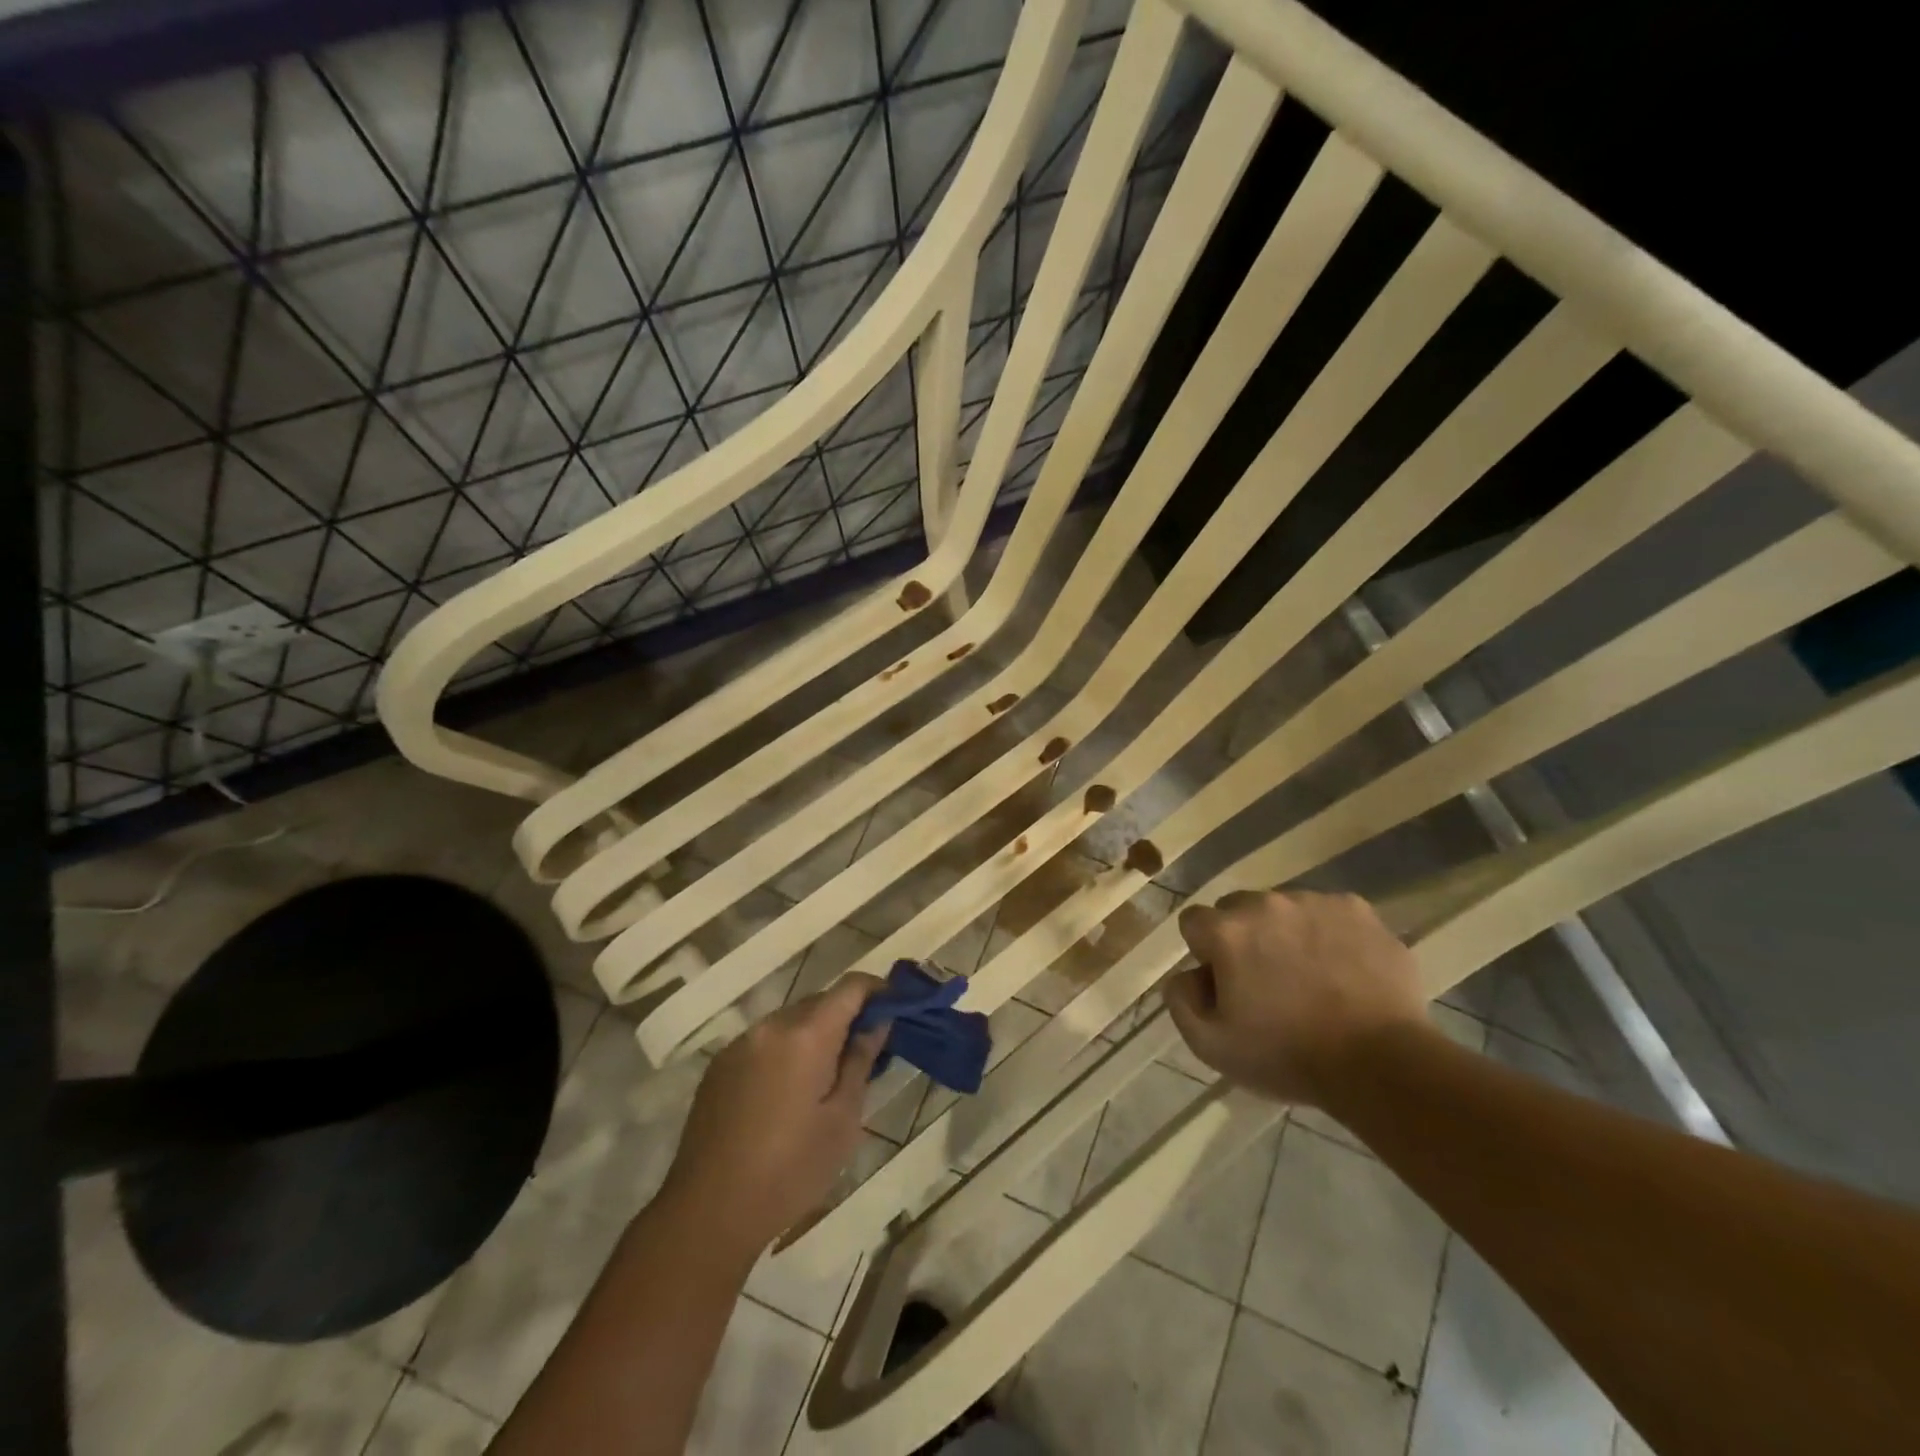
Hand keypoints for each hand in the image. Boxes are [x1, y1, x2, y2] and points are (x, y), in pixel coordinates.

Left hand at [660, 975, 888, 1257]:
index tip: (895, 1009)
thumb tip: (877, 1023)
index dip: (877, 990)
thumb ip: (861, 1061)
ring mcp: (740, 1043)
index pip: (851, 987)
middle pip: (820, 1001)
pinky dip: (786, 1049)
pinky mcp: (720, 1065)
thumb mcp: (842, 1121)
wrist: (708, 1213)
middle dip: (847, 1016)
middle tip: (866, 1050)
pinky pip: (765, 1041)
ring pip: (791, 1020)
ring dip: (815, 1033)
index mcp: (806, 1035)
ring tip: (827, 1075)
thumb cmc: (790, 1171)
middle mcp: (771, 1026)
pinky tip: (788, 1091)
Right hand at [1163, 889, 1427, 1105]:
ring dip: (1285, 933)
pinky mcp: (1357, 909)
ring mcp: (1314, 902)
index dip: (1205, 953)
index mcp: (1226, 931)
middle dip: (1243, 938)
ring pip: (1283, 909)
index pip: (1194, 921)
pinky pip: (1328, 913)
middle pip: (1237, 909)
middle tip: (1268, 981)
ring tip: (1311, 977)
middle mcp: (1265, 903)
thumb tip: (1186, 974)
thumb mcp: (1211, 1045)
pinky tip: (1343, 969)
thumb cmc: (1288, 1056)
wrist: (1382, 1063)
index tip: (1226, 983)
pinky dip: (1327, 933)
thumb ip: (1181, 1000)